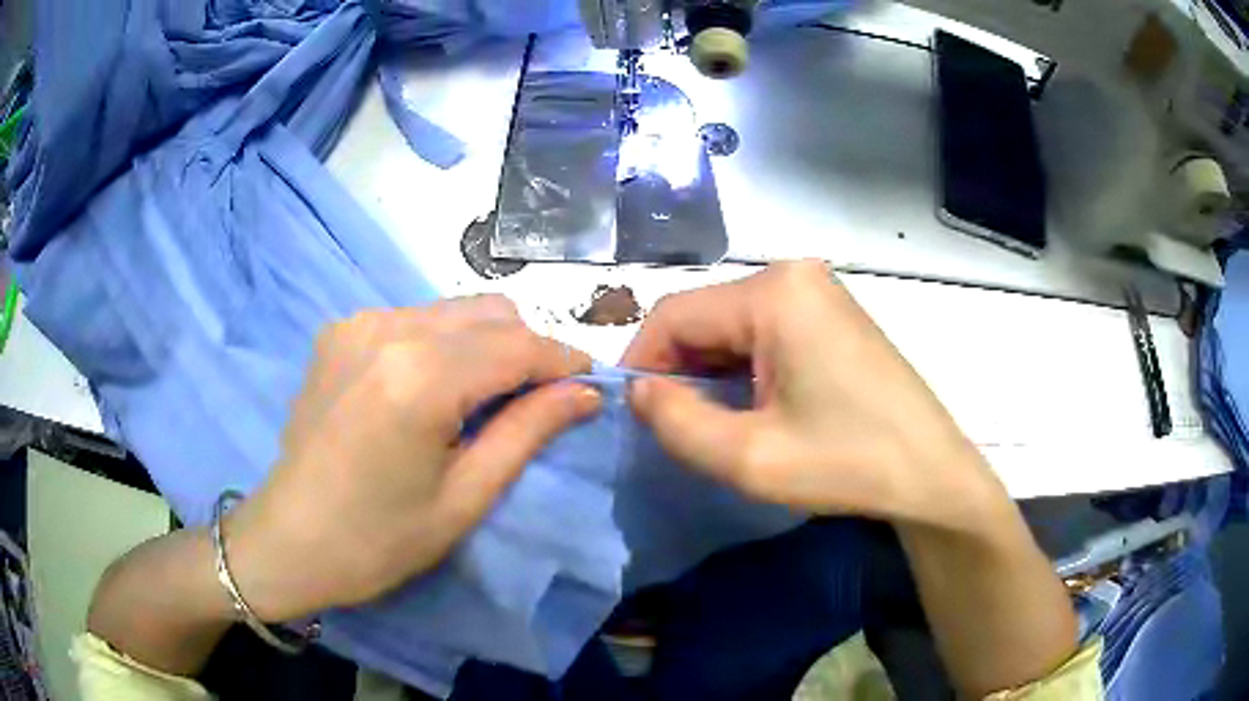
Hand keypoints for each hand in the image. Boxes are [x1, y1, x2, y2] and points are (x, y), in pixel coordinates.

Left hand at [226, 296, 599, 620]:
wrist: (290, 539)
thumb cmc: (380, 539)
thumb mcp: (466, 496)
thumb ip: (528, 431)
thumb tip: (585, 392)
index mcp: (421, 376)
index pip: (519, 345)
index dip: (564, 360)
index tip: (590, 383)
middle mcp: (389, 328)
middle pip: (490, 312)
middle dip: (527, 349)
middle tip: (537, 400)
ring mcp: (359, 322)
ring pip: (454, 310)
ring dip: (485, 345)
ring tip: (484, 399)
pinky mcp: (340, 330)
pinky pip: (414, 319)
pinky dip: (442, 344)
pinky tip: (432, 390)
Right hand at [623, 261, 1003, 530]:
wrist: (931, 474)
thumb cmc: (847, 464)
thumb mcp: (749, 457)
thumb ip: (676, 422)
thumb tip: (637, 390)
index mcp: (774, 293)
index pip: (673, 314)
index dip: (641, 362)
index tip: (634, 414)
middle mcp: (793, 275)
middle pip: (705, 316)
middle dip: (678, 371)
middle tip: (675, 428)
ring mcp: (817, 291)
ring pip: (732, 325)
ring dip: (710, 372)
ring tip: (712, 424)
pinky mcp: (830, 313)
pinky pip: (764, 331)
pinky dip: (742, 367)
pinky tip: (750, 407)